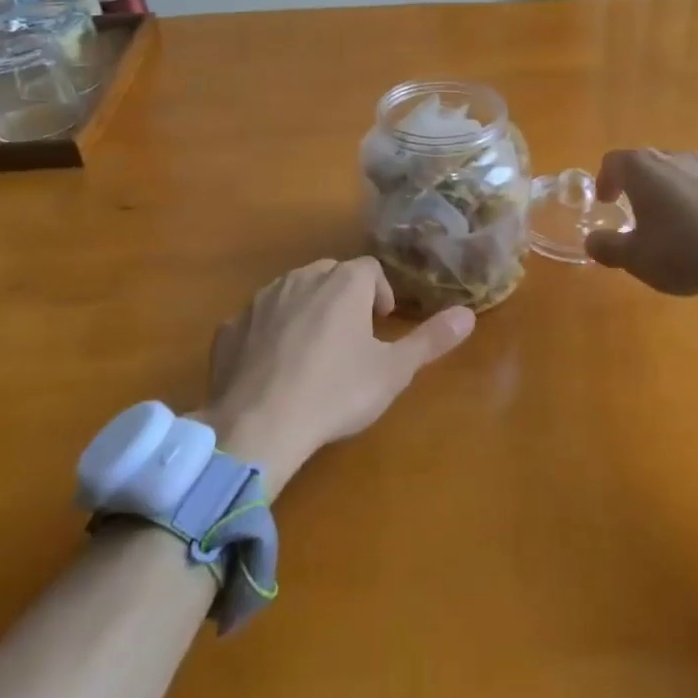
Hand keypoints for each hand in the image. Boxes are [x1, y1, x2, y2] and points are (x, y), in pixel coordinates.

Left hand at [196, 257, 474, 495]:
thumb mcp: (393, 372)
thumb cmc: (335, 394)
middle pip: (330, 275)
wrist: (256, 427)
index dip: (380, 294)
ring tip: (314, 353)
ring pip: (292, 292)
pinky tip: (273, 369)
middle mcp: (301, 279)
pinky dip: (269, 334)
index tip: (381, 326)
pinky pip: (257, 320)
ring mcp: (261, 300)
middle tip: (351, 340)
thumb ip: (431, 340)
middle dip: (344, 298)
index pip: (370, 269)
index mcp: (343, 283)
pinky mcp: (230, 327)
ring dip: (307, 311)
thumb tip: (468, 314)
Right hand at [584, 148, 697, 324]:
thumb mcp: (636, 259)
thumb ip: (608, 247)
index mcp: (644, 169)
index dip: (605, 180)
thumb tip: (592, 240)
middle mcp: (676, 159)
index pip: (614, 161)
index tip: (607, 202)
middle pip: (648, 163)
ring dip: (669, 193)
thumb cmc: (683, 253)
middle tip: (635, 213)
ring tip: (672, 224)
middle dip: (637, 185)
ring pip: (680, 173)